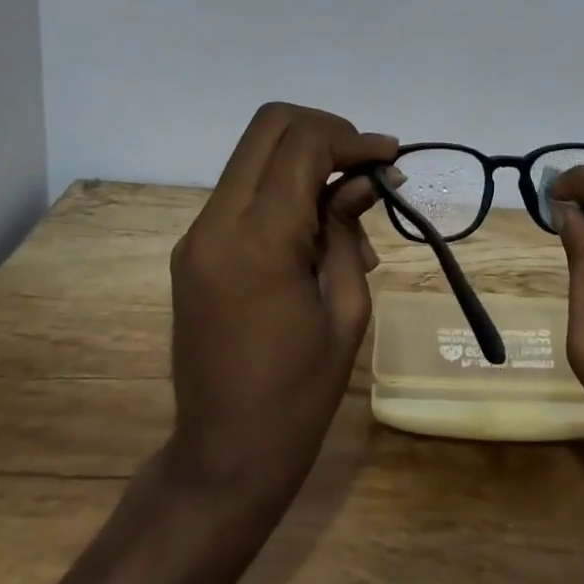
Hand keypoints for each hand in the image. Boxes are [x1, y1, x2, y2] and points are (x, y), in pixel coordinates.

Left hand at [162, 102, 396, 514]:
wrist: (222, 458)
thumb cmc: (299, 396)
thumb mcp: (346, 309)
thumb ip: (349, 229)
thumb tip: (367, 178)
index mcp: (259, 240)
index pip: (303, 144)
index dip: (352, 139)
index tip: (390, 158)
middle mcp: (217, 223)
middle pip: (269, 125)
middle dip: (325, 130)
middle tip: (364, 164)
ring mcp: (198, 234)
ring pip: (255, 152)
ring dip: (305, 158)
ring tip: (350, 208)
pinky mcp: (194, 248)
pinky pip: (244, 189)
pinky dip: (284, 186)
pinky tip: (318, 229)